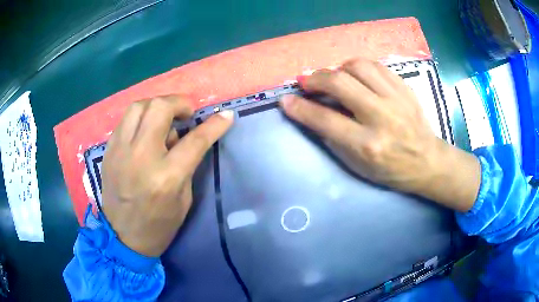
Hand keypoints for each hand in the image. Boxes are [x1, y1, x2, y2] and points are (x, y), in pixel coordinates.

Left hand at [101, 95, 233, 256]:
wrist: (122, 237)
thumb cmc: (159, 225)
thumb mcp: (184, 199)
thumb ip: (186, 163)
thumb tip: (183, 134)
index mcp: (166, 177)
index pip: (195, 140)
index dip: (214, 124)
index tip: (226, 115)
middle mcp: (141, 157)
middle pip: (160, 108)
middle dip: (179, 103)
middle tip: (186, 114)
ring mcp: (120, 150)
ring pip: (139, 106)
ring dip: (157, 105)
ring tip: (165, 117)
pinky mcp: (109, 150)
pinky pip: (126, 120)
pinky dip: (141, 117)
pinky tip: (146, 130)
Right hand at [281, 58, 480, 211]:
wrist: (427, 161)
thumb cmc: (391, 170)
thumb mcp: (358, 166)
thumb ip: (334, 139)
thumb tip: (312, 113)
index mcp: (368, 145)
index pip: (325, 120)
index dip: (300, 108)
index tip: (286, 101)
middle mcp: (381, 118)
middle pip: (340, 83)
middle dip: (315, 79)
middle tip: (306, 82)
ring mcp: (396, 99)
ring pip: (358, 66)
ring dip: (337, 68)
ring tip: (333, 77)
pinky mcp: (405, 88)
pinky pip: (376, 65)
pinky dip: (358, 67)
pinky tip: (355, 75)